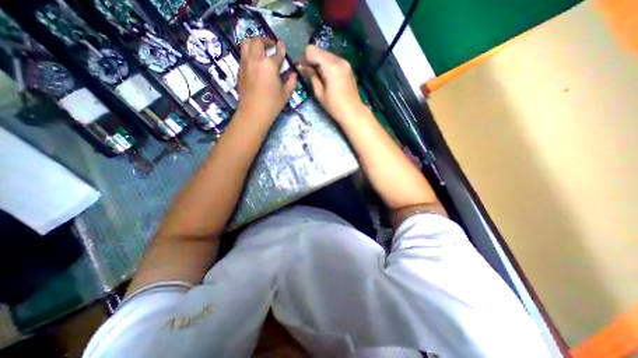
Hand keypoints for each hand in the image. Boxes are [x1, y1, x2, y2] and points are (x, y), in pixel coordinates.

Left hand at [236, 38, 296, 121]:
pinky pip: (243, 55)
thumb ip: (291, 82)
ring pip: (246, 44)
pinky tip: (255, 61)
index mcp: (270, 65)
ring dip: (254, 43)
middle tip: (271, 45)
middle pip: (258, 41)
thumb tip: (293, 74)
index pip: (277, 53)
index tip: (282, 46)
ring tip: (260, 49)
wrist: (253, 113)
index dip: (281, 49)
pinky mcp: (240, 70)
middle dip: (265, 40)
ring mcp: (245, 64)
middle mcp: (256, 60)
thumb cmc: (272, 104)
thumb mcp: (285, 94)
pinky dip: (249, 53)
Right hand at [298, 43, 363, 122]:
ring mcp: (345, 62)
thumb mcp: (319, 93)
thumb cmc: (335, 106)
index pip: (312, 50)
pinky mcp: (348, 67)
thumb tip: (303, 67)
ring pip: (326, 55)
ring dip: (319, 63)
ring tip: (318, 77)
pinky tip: (326, 77)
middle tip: (308, 73)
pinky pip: (333, 60)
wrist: (353, 112)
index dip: (305, 58)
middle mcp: (339, 60)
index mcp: (331, 66)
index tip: (303, 69)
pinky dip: (327, 65)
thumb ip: (311, 77)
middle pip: (319, 51)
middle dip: (312, 60)